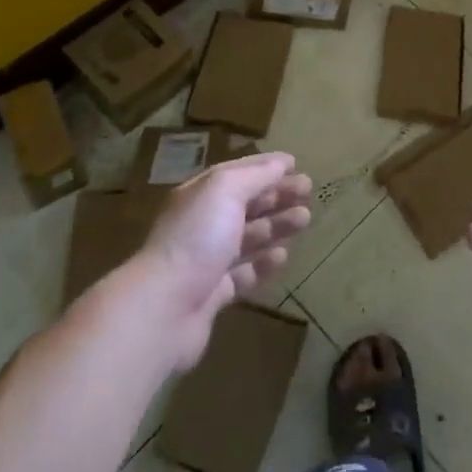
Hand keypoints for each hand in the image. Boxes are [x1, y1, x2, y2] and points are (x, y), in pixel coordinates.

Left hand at [137, 153, 311, 369]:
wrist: (163, 308)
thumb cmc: (197, 238)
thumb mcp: (226, 191)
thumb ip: (255, 176)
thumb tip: (281, 163)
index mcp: (201, 194)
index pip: (237, 172)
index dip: (266, 166)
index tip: (295, 164)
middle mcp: (202, 223)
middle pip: (245, 203)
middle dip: (276, 195)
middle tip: (308, 192)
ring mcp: (206, 260)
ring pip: (247, 237)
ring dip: (276, 226)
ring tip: (304, 220)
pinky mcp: (212, 294)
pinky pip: (243, 274)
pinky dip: (263, 264)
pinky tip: (282, 257)